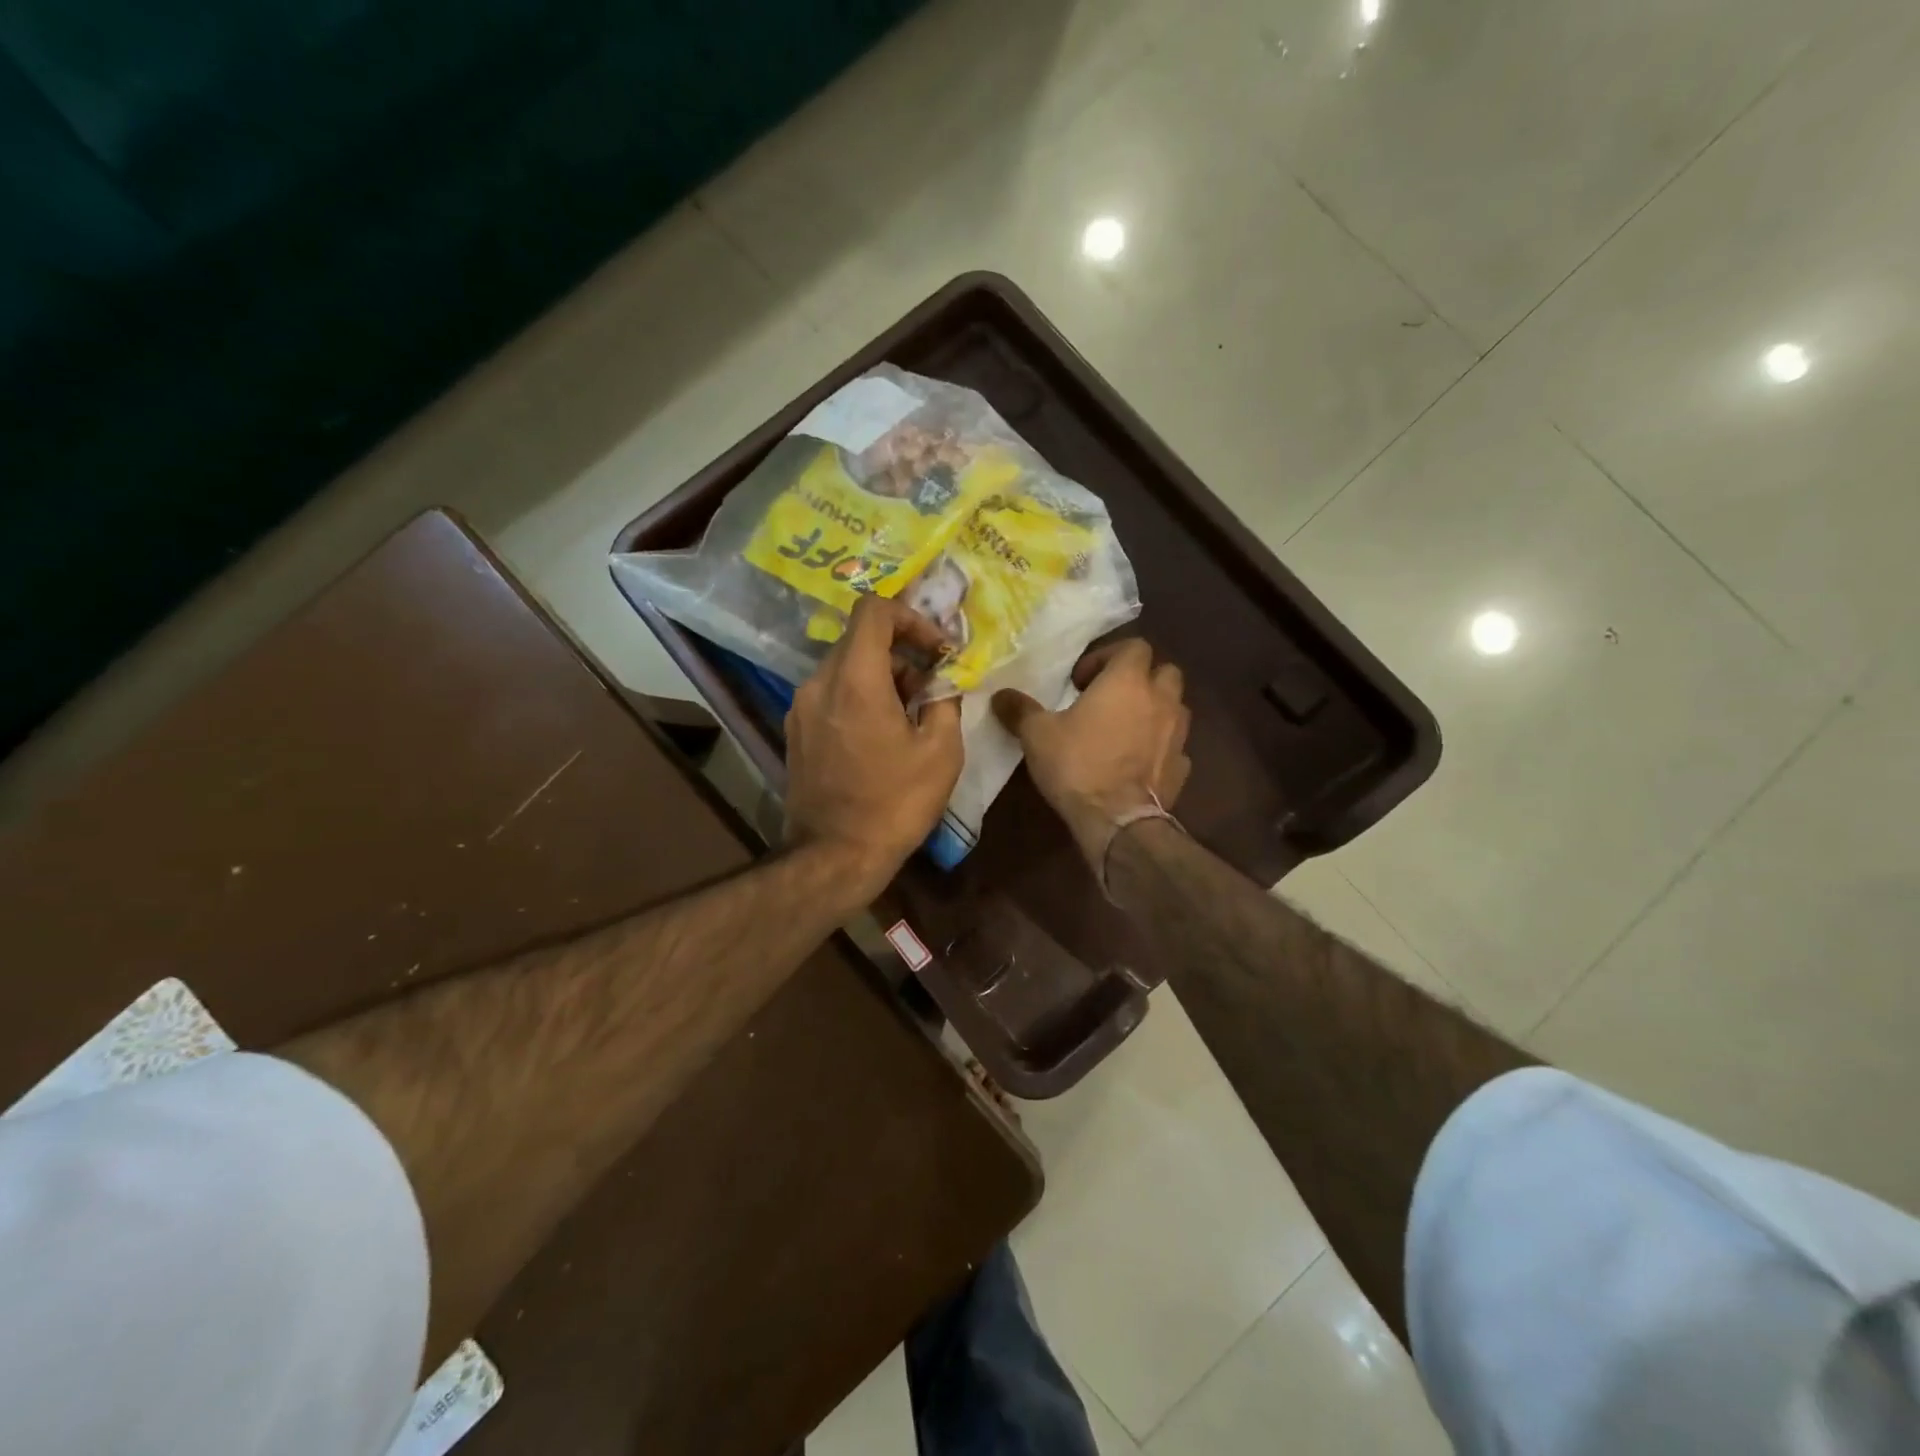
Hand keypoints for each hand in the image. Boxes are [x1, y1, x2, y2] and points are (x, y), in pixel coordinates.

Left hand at [784, 594, 964, 900]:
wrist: (835, 855)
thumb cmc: (895, 803)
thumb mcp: (941, 751)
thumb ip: (945, 701)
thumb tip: (941, 683)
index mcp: (855, 679)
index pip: (874, 610)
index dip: (911, 617)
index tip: (936, 649)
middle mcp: (819, 682)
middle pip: (861, 639)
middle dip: (903, 651)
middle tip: (933, 684)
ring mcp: (801, 707)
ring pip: (846, 667)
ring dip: (883, 675)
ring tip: (912, 713)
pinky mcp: (796, 730)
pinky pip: (832, 694)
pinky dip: (860, 696)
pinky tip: (882, 733)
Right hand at [993, 639, 1190, 872]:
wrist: (1118, 820)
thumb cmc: (1078, 766)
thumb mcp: (1037, 735)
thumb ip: (1020, 710)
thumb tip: (1000, 695)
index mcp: (1127, 681)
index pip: (1135, 646)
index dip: (1109, 656)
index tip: (1083, 681)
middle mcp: (1161, 700)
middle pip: (1165, 671)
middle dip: (1141, 679)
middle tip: (1110, 699)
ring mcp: (1178, 734)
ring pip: (1175, 707)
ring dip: (1154, 710)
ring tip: (1125, 729)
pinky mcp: (1183, 766)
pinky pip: (1175, 745)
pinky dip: (1160, 747)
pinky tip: (1137, 763)